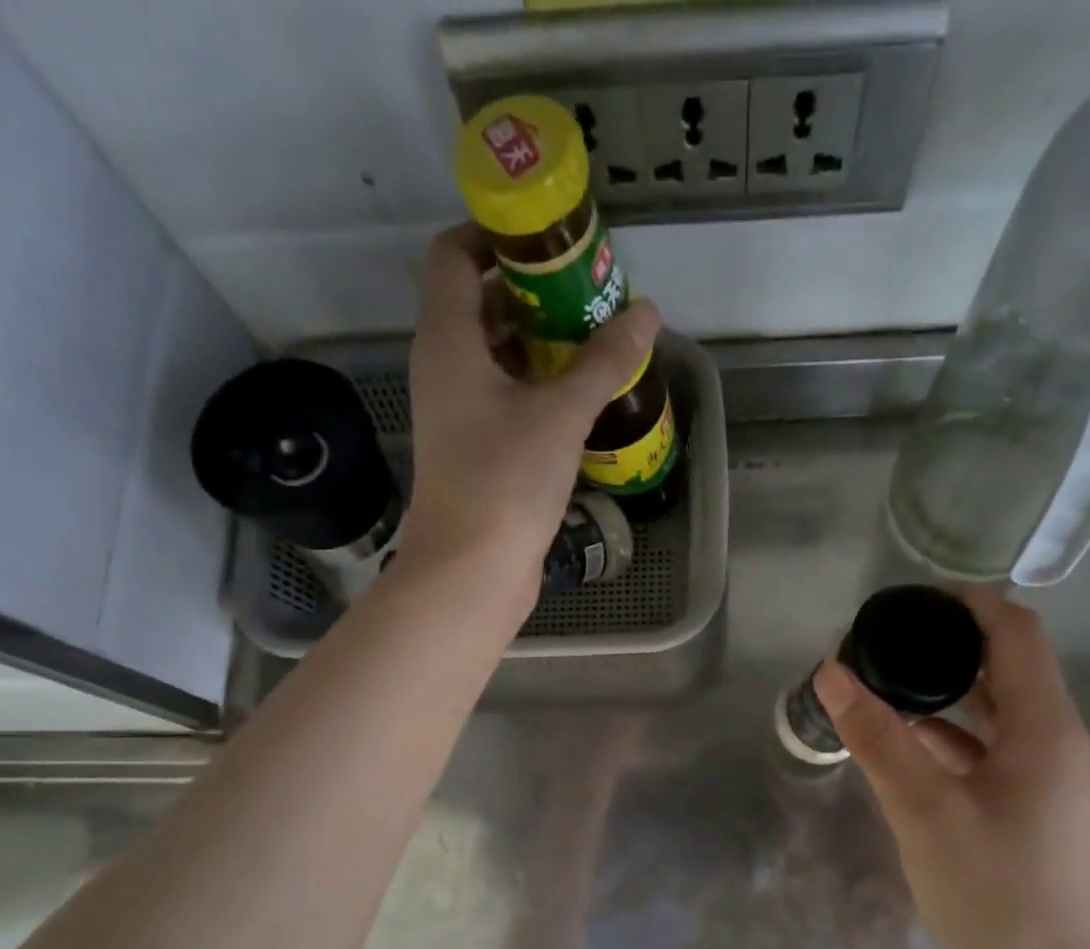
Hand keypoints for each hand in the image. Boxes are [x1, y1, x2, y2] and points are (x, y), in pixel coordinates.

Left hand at [402, 224, 660, 590]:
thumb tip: (646, 314)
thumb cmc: (505, 480)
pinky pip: (504, 399)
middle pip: (479, 305)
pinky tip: (580, 399)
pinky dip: (537, 388)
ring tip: (594, 343)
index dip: (495, 236)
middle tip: (588, 295)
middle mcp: (444, 368)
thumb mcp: (561, 413)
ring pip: (495, 358)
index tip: (550, 241)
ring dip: (540, 345)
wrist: (471, 570)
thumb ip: (603, 360)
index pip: (454, 256)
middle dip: (531, 293)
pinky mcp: (475, 452)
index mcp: (448, 340)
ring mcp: (457, 414)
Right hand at [813, 593, 1089, 948]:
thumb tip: (830, 672)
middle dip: (947, 643)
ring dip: (944, 690)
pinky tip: (901, 743)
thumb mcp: (922, 809)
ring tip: (882, 682)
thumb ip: (876, 737)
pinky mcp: (1023, 808)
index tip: (904, 598)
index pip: (1014, 630)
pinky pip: (984, 749)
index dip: (965, 601)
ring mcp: (1041, 777)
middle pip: (1006, 664)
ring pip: (993, 710)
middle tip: (882, 639)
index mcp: (1044, 726)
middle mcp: (1052, 740)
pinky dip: (945, 734)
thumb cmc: (990, 893)